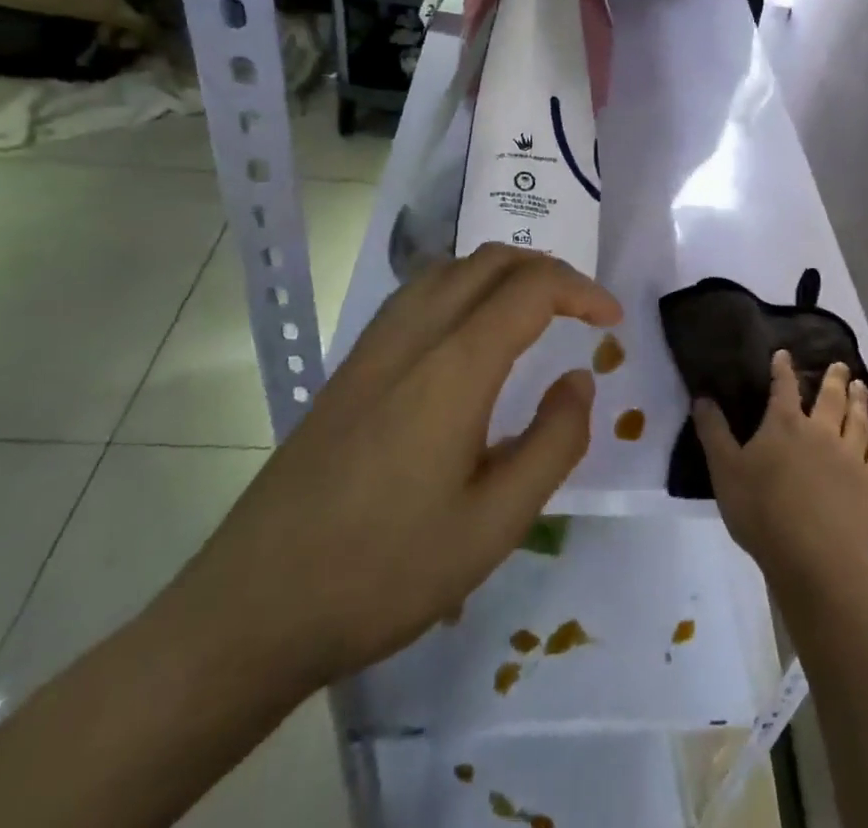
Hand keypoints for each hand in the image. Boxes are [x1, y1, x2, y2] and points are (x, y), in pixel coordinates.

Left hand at [162, 244, 621, 696]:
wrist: (254, 605)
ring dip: (503, 272)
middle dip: (548, 269)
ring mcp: (374, 345)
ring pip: (450, 268)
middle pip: (490, 261)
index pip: (531, 288)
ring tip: (536, 311)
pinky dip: (464, 286)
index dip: (581, 291)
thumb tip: (579, 380)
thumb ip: (553, 442)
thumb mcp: (494, 525)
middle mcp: (414, 334)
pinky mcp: (351, 365)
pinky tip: (470, 332)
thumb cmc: (384, 571)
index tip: (613, 320)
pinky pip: (419, 292)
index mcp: (454, 366)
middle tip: (583, 310)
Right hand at [694, 353, 867, 593]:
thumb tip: (701, 397)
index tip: (784, 354)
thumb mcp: (725, 471)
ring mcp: (849, 456)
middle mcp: (820, 431)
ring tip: (860, 385)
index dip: (782, 369)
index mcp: (783, 424)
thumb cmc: (763, 513)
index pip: (783, 387)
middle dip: (832, 379)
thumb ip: (713, 432)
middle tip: (839, 364)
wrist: (815, 559)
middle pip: (829, 398)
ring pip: (857, 419)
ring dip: (858, 400)